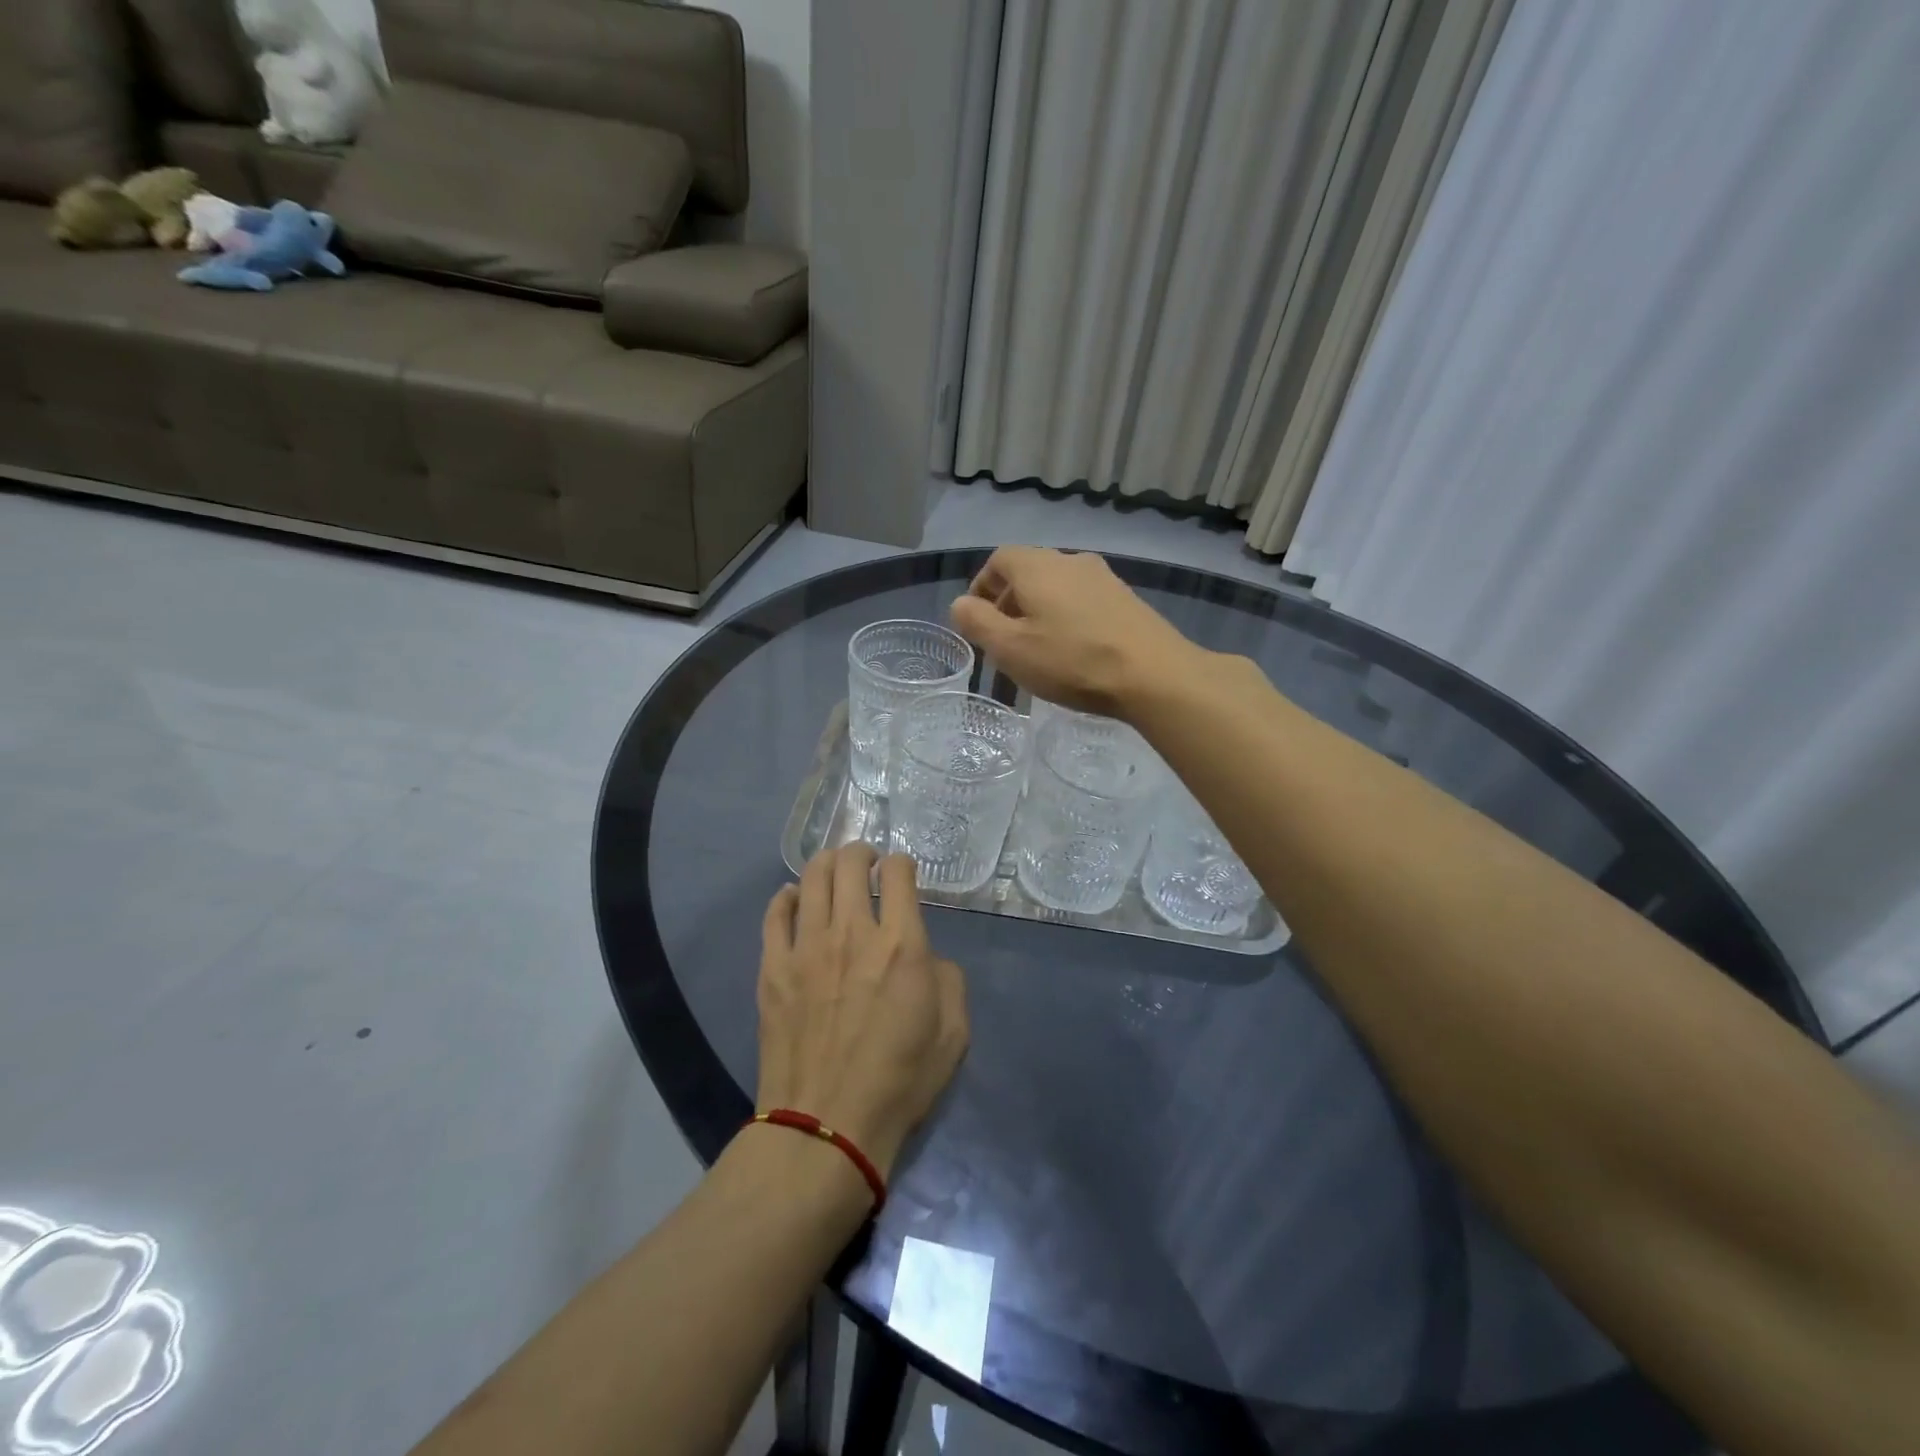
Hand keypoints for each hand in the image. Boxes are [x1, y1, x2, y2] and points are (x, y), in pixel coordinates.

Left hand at [756, 845, 968, 1178]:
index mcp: (902, 945)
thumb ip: (949, 980)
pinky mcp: (773, 967)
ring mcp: (807, 947)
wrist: (826, 1128)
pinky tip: (795, 899)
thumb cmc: (899, 1083)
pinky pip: (776, 913)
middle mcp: (853, 932)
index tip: (901, 874)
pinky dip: (788, 896)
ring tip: (834, 872)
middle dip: (862, 852)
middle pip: (850, 862)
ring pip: (812, 877)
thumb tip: (928, 957)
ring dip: (827, 864)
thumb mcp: (953, 1034)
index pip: (898, 872)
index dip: (902, 864)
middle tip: (866, 862)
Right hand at [949, 547, 1198, 717]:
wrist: (1154, 674)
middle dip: (1009, 601)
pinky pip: (1083, 600)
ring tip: (1038, 648)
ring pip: (1057, 586)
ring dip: (1039, 610)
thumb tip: (961, 604)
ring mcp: (1104, 578)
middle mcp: (1071, 561)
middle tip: (1004, 640)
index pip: (998, 560)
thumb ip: (978, 622)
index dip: (982, 587)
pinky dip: (1067, 617)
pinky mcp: (1126, 599)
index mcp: (1038, 566)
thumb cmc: (1072, 661)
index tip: (978, 620)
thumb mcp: (1011, 648)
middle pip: (1028, 571)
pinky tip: (1073, 650)